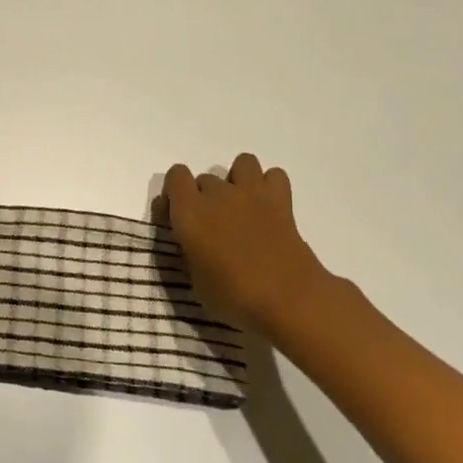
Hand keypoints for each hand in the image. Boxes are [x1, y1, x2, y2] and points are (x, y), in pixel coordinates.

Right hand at [162, 153, 362, 334]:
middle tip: (214, 228)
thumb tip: (192, 243)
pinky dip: (270, 186)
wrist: (287, 299)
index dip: (175, 194)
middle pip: (205, 179)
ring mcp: (250, 193)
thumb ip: (188, 253)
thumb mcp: (195, 282)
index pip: (175, 176)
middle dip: (205, 198)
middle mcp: (217, 194)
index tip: (178, 219)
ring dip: (238, 180)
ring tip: (242, 207)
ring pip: (242, 163)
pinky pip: (274, 175)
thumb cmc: (233, 296)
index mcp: (189, 212)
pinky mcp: (280, 201)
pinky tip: (268, 208)